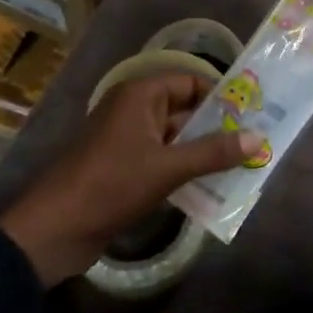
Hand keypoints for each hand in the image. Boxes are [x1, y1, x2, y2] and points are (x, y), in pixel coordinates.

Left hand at [0, 72, 259, 286]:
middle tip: (255, 142)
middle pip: (184, 110)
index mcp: (140, 96)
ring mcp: (127, 140)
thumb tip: (258, 138)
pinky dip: (185, 170)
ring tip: (243, 166)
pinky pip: (163, 161)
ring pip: (175, 139)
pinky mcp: (124, 169)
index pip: (190, 82)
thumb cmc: (111, 185)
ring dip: (203, 152)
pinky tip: (212, 187)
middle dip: (217, 127)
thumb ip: (213, 153)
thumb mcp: (168, 168)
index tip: (252, 114)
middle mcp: (133, 110)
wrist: (54, 229)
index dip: (220, 96)